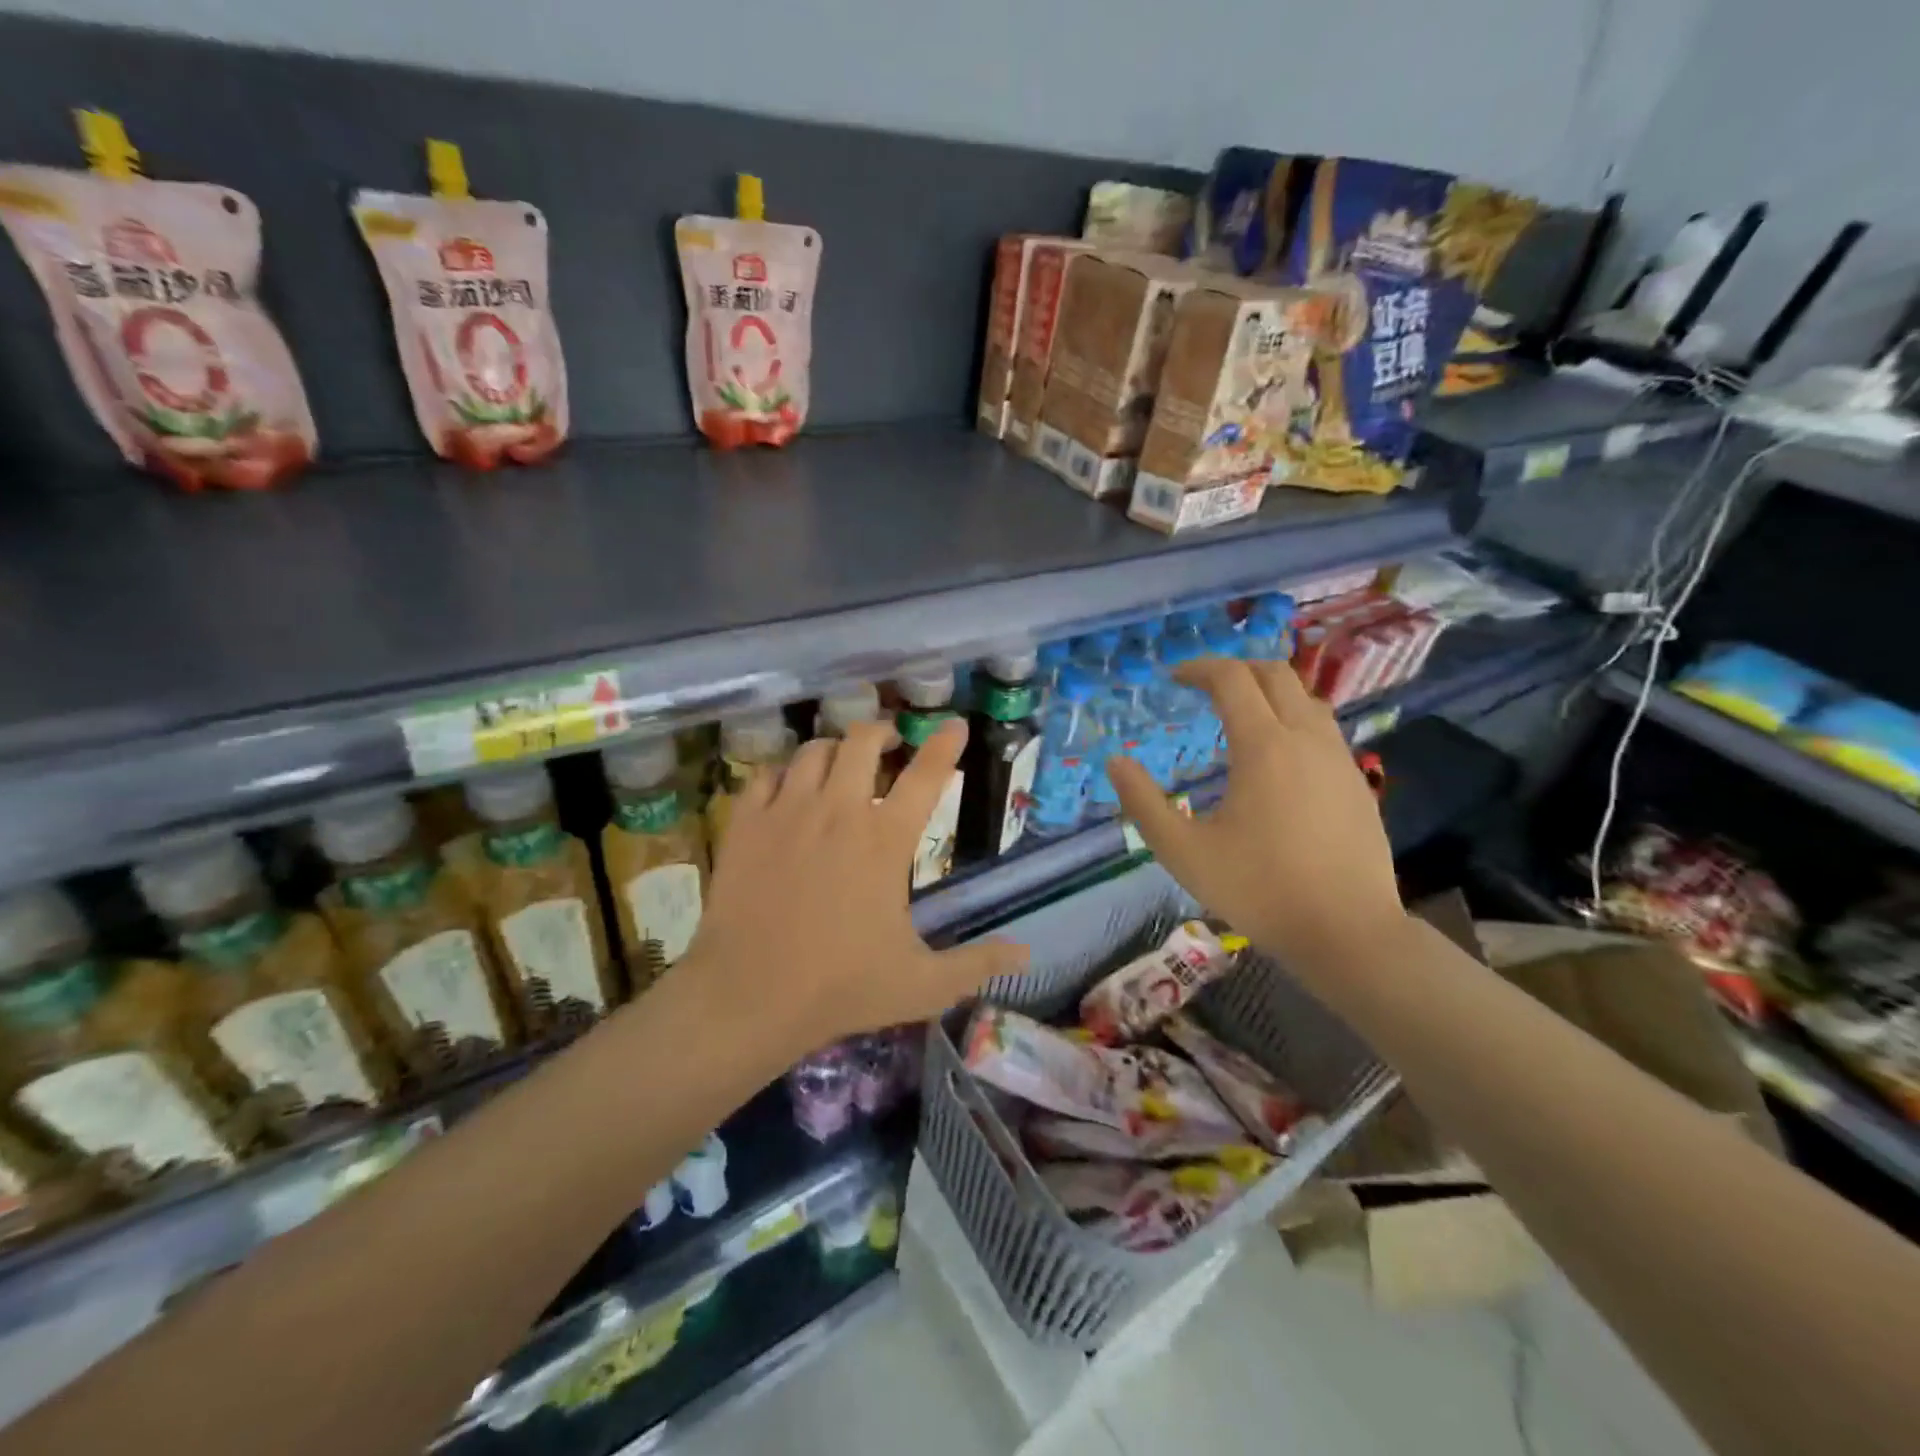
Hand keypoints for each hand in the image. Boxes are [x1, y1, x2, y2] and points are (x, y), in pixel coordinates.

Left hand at [682, 718, 1026, 1059]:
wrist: (748, 997)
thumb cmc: (841, 987)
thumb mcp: (923, 984)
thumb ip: (978, 964)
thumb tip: (1027, 953)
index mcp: (885, 840)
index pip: (926, 775)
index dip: (945, 744)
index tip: (956, 724)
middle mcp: (838, 811)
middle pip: (862, 741)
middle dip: (882, 732)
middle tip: (890, 741)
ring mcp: (787, 812)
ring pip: (813, 750)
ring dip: (834, 748)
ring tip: (840, 760)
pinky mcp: (745, 824)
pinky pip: (764, 775)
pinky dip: (783, 771)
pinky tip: (788, 786)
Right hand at [1107, 657, 1406, 983]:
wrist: (1348, 933)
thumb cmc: (1259, 889)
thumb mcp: (1184, 852)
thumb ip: (1143, 803)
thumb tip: (1116, 762)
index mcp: (1264, 746)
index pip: (1232, 679)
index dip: (1199, 668)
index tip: (1174, 677)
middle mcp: (1306, 738)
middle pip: (1275, 674)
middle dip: (1236, 669)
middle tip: (1204, 687)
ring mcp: (1339, 759)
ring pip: (1306, 699)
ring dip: (1269, 692)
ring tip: (1239, 716)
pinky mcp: (1357, 783)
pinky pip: (1323, 730)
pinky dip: (1293, 720)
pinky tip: (1278, 759)